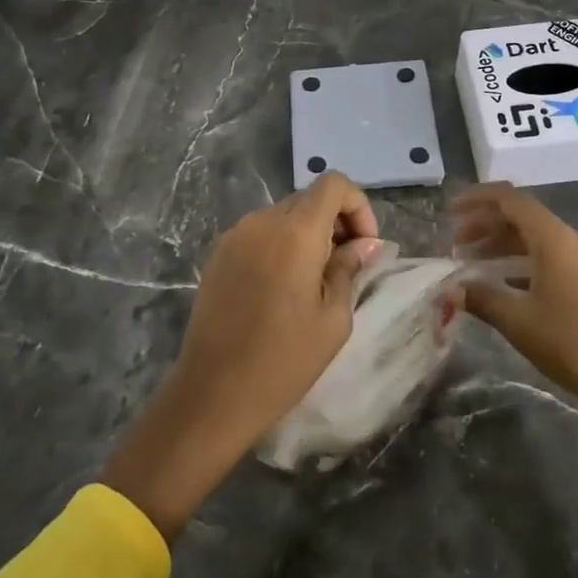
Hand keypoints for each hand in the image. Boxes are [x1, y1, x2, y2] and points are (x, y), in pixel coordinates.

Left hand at [171, 171, 382, 452]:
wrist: (213, 393)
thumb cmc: (284, 360)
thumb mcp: (333, 318)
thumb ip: (348, 269)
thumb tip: (364, 245)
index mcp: (295, 231)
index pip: (334, 184)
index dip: (358, 206)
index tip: (365, 246)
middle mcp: (261, 221)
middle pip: (308, 199)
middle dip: (336, 223)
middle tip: (347, 266)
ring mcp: (234, 236)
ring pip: (283, 217)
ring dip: (308, 235)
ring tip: (315, 282)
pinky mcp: (217, 255)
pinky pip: (259, 235)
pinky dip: (281, 246)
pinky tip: (282, 289)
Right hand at [451, 182, 577, 420]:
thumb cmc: (569, 341)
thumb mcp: (517, 319)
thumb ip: (480, 298)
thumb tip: (449, 290)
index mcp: (554, 238)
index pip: (511, 199)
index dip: (477, 199)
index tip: (450, 210)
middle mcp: (571, 238)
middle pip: (521, 216)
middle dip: (485, 225)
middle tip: (454, 244)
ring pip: (535, 236)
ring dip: (501, 243)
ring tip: (471, 261)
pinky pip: (548, 254)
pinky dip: (521, 259)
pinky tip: (501, 280)